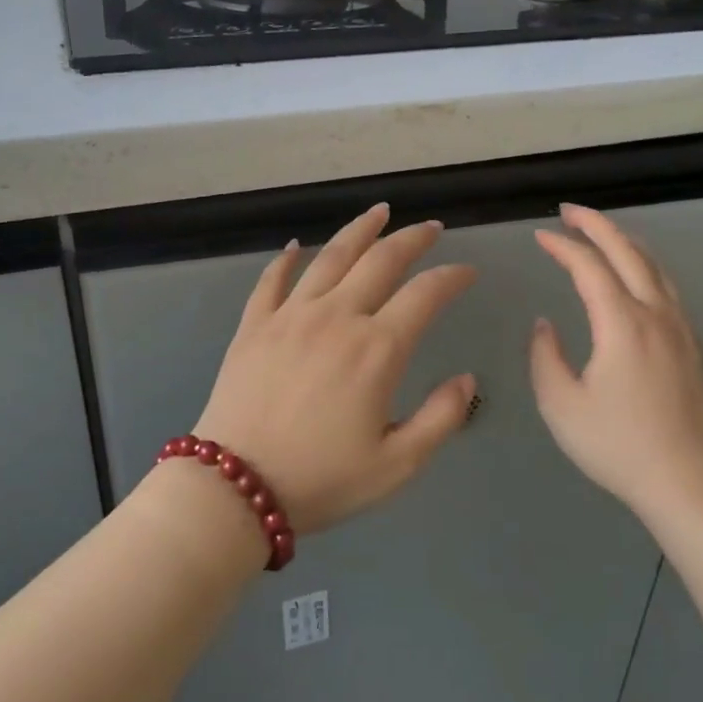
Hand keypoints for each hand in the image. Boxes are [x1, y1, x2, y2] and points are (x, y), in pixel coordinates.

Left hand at [192, 203, 477, 533]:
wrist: (235, 489)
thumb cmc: (322, 480)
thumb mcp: (397, 464)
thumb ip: (441, 417)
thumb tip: (467, 379)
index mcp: (377, 349)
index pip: (425, 294)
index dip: (452, 277)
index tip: (468, 272)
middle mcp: (336, 317)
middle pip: (380, 261)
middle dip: (411, 239)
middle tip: (430, 227)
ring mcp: (290, 316)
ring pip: (330, 257)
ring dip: (358, 230)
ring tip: (378, 212)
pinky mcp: (254, 326)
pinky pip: (271, 280)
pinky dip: (286, 259)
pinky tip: (295, 247)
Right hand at [529, 203, 702, 519]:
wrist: (686, 480)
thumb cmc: (617, 445)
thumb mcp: (561, 405)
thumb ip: (545, 357)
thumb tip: (546, 325)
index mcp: (621, 324)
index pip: (589, 267)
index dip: (563, 246)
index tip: (539, 236)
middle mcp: (655, 314)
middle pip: (628, 252)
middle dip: (597, 225)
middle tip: (569, 212)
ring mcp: (680, 328)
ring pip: (655, 267)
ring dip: (626, 242)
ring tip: (603, 233)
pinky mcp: (692, 345)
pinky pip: (668, 288)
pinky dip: (646, 266)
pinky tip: (638, 276)